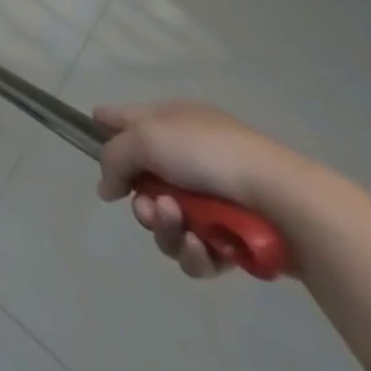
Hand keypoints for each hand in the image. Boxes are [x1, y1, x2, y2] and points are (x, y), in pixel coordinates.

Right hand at [93, 101, 309, 278]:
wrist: (280, 200)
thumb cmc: (208, 153)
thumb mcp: (147, 139)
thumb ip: (114, 157)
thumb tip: (105, 185)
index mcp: (171, 121)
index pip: (128, 117)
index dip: (107, 126)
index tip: (90, 138)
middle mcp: (188, 156)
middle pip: (144, 181)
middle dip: (141, 200)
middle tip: (147, 208)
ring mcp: (210, 199)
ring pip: (167, 221)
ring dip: (165, 227)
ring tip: (178, 224)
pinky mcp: (230, 240)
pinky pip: (196, 251)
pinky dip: (194, 253)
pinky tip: (200, 248)